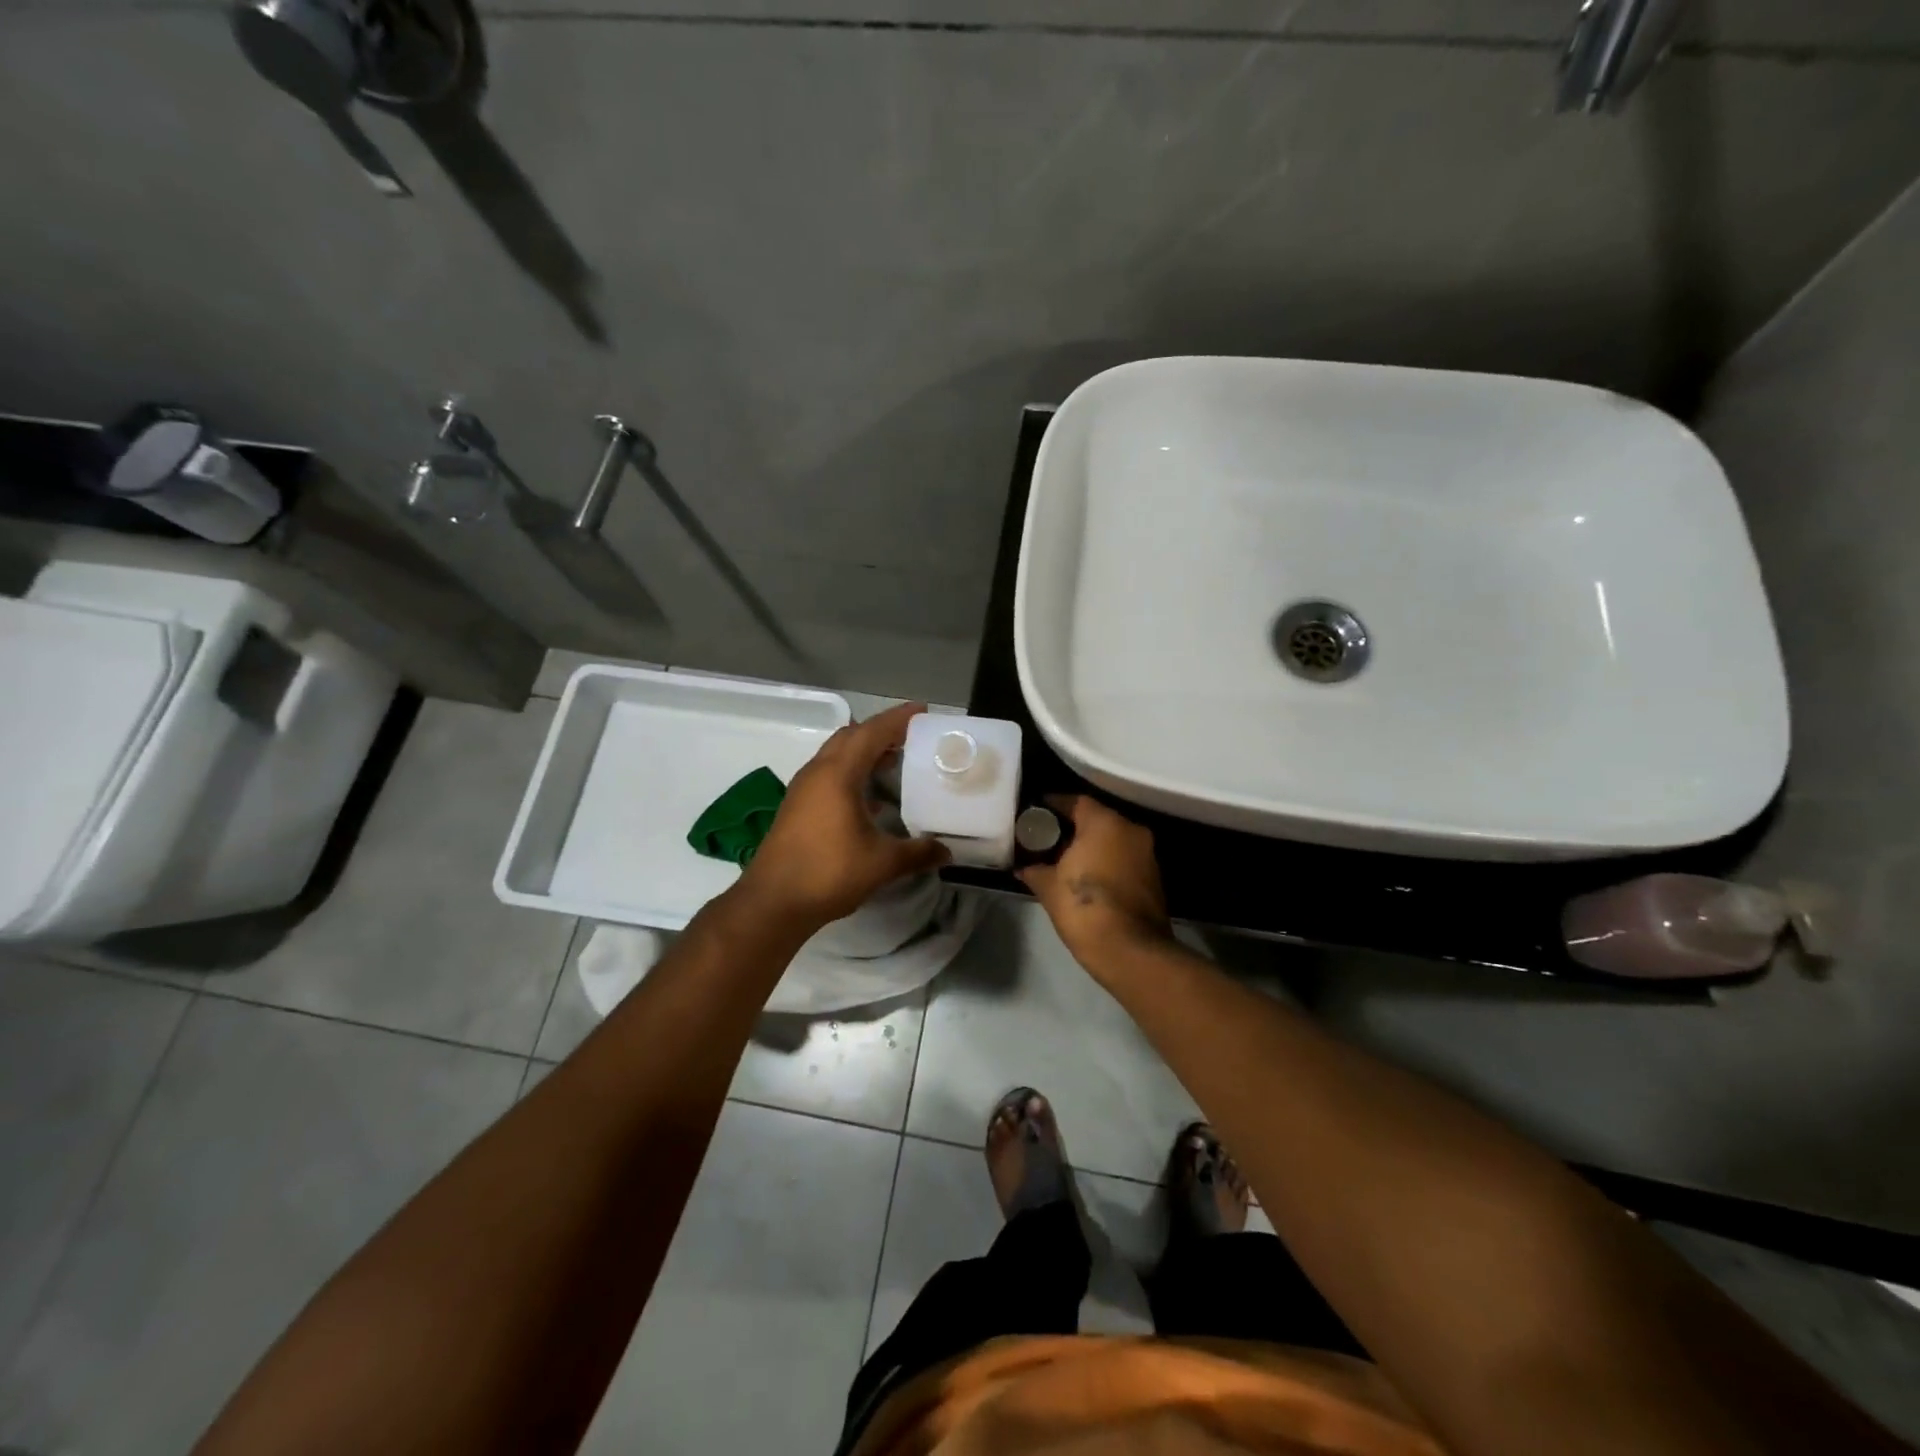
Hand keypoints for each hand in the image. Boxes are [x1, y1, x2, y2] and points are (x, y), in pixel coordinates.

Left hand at [738, 701, 950, 930]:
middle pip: (851, 737)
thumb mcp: (882, 863)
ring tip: (896, 760)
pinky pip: (829, 775)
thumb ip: (917, 853)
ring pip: (837, 755)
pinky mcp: (797, 807)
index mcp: (838, 774)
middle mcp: (817, 772)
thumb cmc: (828, 873)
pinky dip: (852, 772)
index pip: (871, 732)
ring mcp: (803, 789)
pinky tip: (871, 798)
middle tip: (913, 736)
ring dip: (865, 751)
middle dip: (881, 731)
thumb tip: (947, 851)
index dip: (898, 718)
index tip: (923, 711)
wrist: (772, 903)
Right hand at [1018, 795, 1171, 970]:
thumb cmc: (1085, 908)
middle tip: (1045, 839)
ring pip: (1112, 839)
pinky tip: (1086, 877)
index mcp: (1105, 823)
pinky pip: (1123, 858)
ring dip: (1091, 846)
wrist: (1130, 951)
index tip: (1034, 815)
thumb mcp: (1049, 887)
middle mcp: (1130, 830)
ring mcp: (1146, 854)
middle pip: (1096, 819)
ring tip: (1063, 860)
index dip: (1053, 806)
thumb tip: (1023, 867)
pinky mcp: (1154, 877)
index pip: (1075, 801)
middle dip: (1071, 828)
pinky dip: (1106, 862)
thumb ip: (1034, 870)